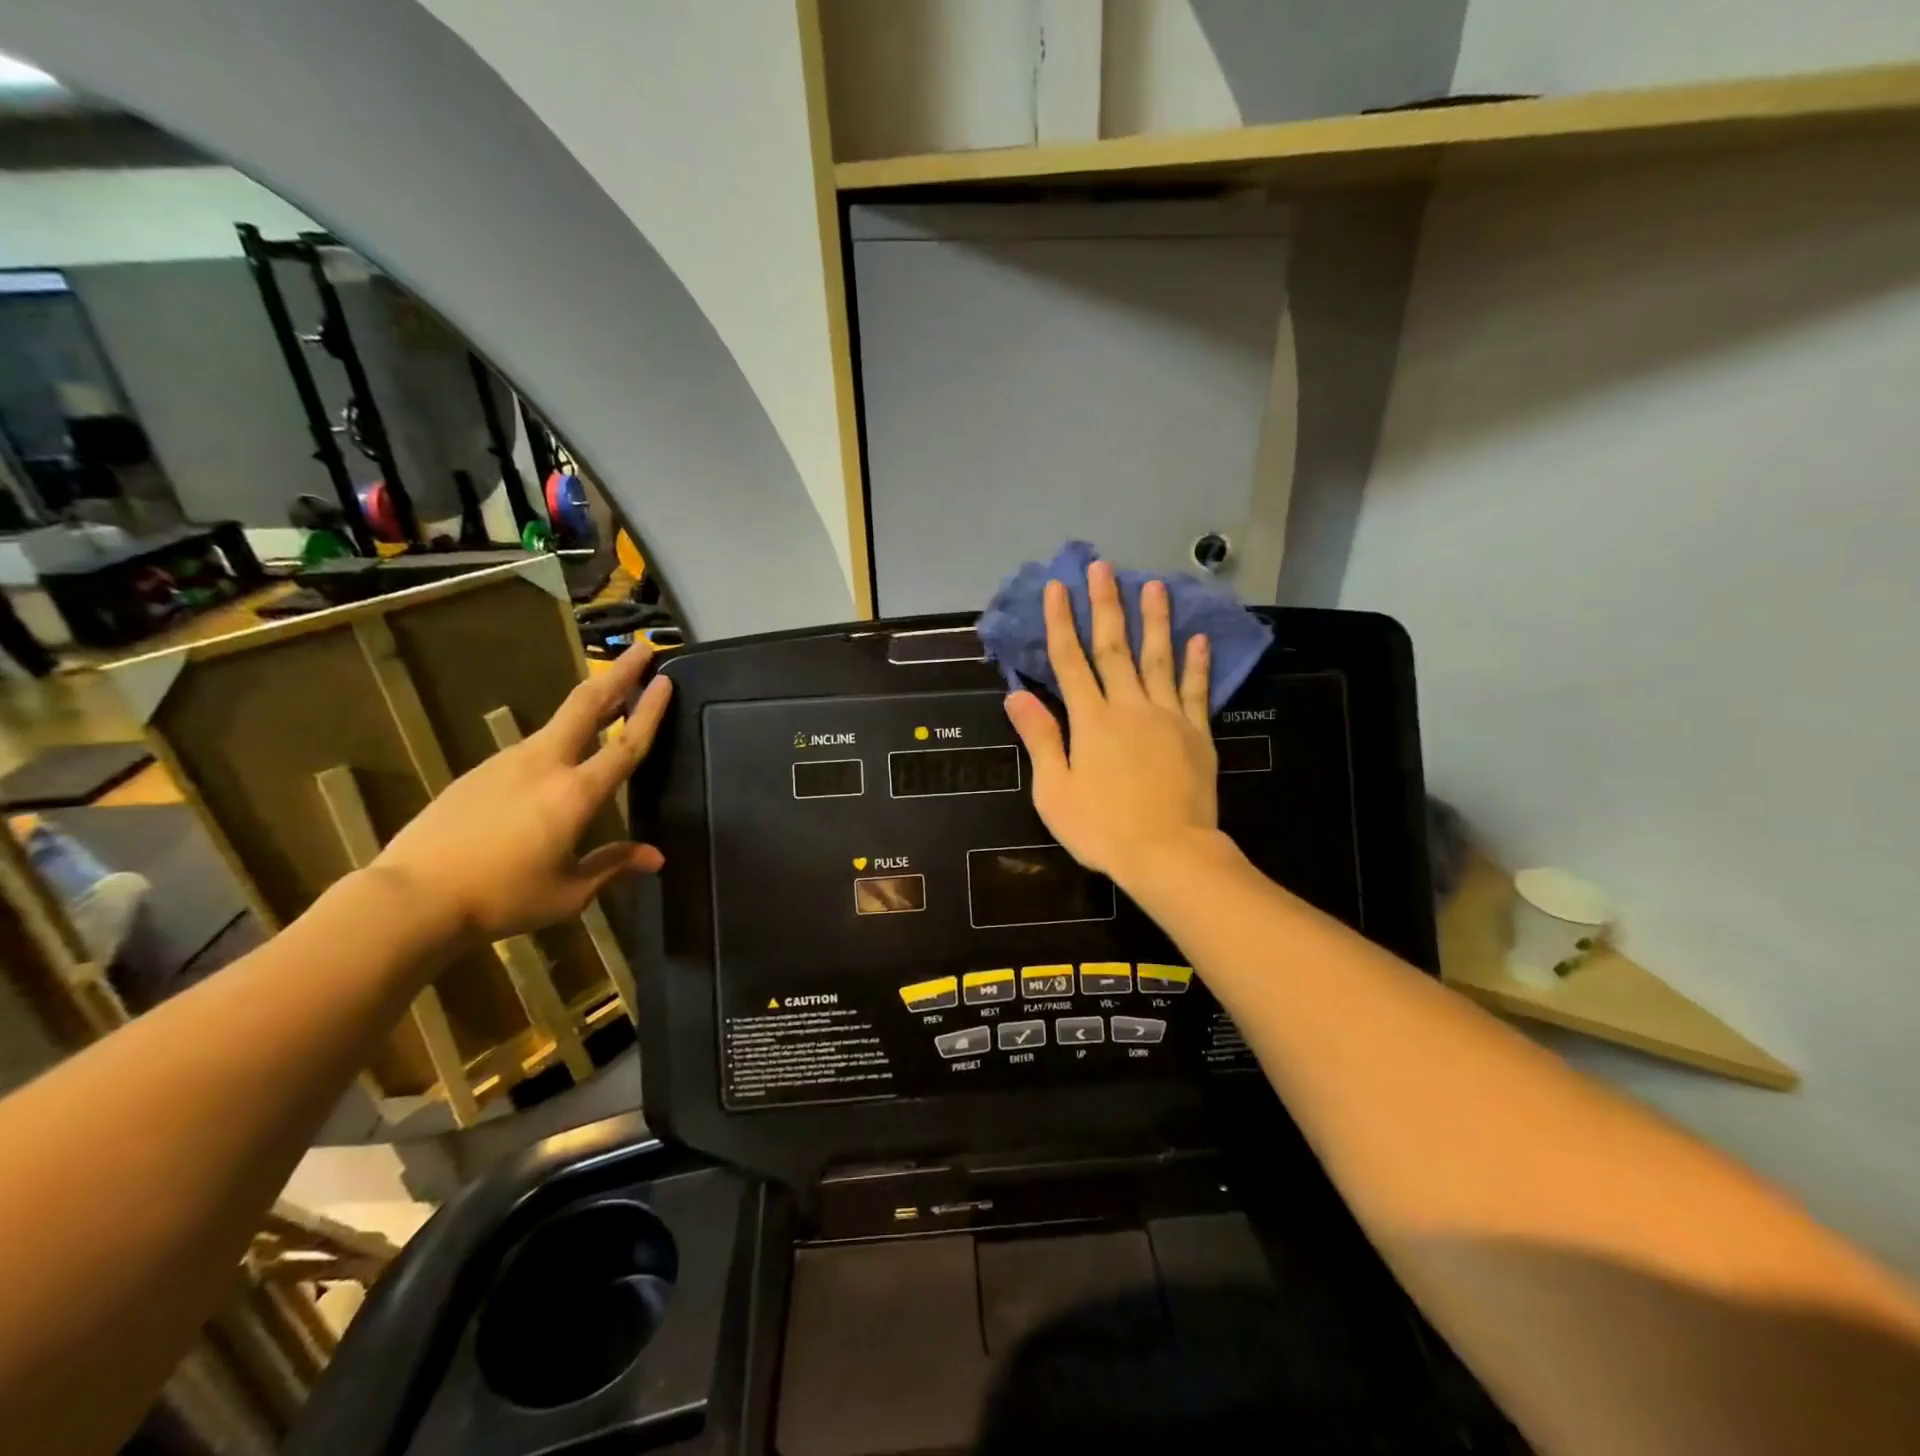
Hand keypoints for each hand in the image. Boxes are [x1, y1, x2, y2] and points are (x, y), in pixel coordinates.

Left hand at [374, 641, 671, 943]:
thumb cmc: (501, 897)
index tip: (666, 679)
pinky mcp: (480, 771)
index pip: (626, 744)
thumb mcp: (568, 892)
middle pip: (588, 705)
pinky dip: (561, 736)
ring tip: (612, 698)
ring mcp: (508, 762)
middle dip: (619, 674)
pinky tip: (561, 755)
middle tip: (641, 649)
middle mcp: (545, 764)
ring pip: (559, 721)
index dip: (650, 711)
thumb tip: (655, 857)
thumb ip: (613, 866)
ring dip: (591, 702)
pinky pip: (533, 746)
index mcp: (575, 793)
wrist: (411, 897)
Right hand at [1003, 561, 1219, 891]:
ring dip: (1155, 620)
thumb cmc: (1102, 828)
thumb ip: (1039, 738)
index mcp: (1090, 720)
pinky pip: (1196, 692)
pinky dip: (1197, 664)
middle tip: (1105, 567)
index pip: (1070, 661)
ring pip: (1158, 659)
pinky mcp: (1196, 735)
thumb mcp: (1054, 790)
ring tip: (1154, 584)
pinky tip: (1198, 638)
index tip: (1058, 587)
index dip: (1061, 622)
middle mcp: (1128, 707)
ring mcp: (1167, 717)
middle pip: (1114, 648)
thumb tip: (1016, 694)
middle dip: (1106, 605)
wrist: (1168, 854)